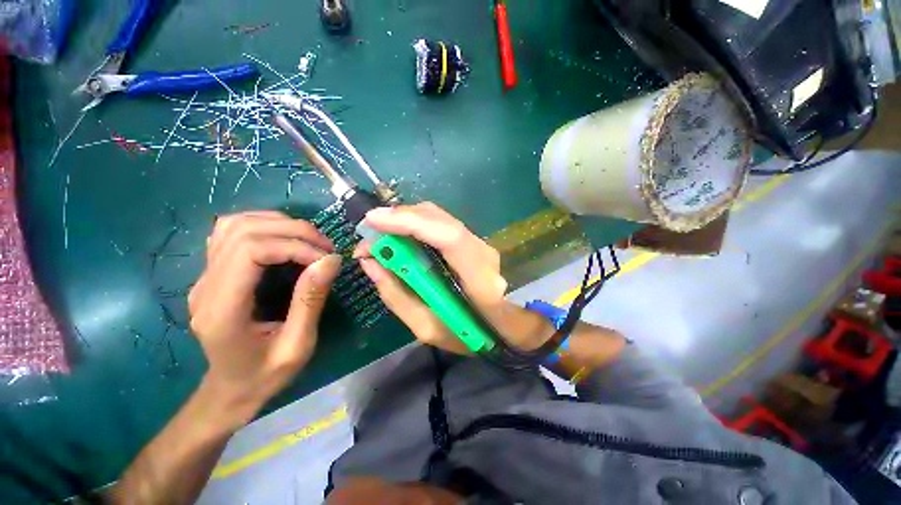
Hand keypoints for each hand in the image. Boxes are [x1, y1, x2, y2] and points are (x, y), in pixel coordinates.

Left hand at [189, 211, 341, 420]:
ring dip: (277, 223)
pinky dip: (261, 225)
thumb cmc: (265, 374)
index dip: (294, 246)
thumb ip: (311, 300)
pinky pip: (230, 232)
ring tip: (310, 240)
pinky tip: (284, 237)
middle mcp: (205, 287)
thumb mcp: (298, 345)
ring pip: (233, 225)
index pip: (250, 251)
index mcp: (223, 310)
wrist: (231, 390)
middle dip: (293, 231)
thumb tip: (331, 260)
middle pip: (243, 232)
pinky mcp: (211, 273)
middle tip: (326, 247)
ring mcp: (203, 277)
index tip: (326, 259)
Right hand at [355, 202, 553, 354]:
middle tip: (370, 236)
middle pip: (439, 219)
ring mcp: (481, 243)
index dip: (410, 222)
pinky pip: (441, 224)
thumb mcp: (428, 328)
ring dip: (406, 220)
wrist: (509, 326)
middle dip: (399, 219)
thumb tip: (371, 263)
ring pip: (439, 217)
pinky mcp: (473, 241)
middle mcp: (482, 251)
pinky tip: (402, 237)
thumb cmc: (471, 335)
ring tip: (382, 238)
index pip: (449, 237)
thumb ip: (397, 296)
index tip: (372, 220)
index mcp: (479, 279)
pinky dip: (417, 225)